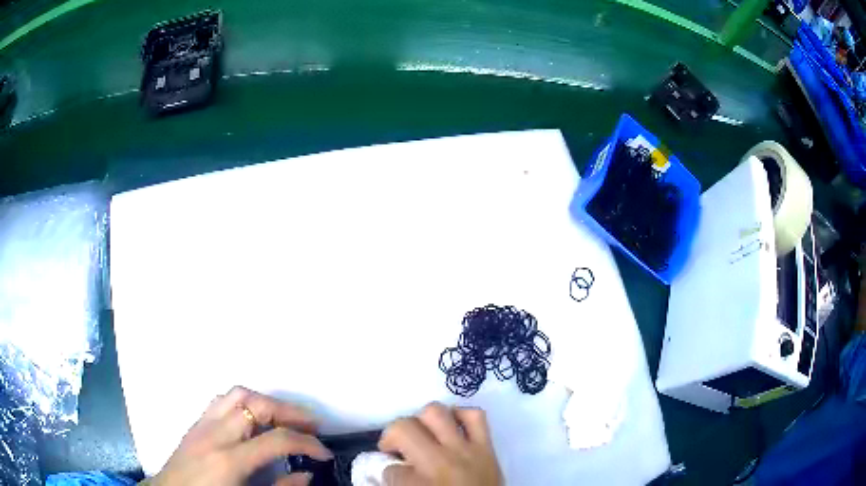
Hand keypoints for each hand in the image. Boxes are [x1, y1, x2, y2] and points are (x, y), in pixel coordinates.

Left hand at [151, 386, 332, 485]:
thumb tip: (306, 473)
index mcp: (229, 460)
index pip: (276, 440)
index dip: (307, 444)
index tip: (325, 453)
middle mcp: (215, 434)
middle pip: (256, 405)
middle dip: (290, 412)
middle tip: (311, 425)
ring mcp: (203, 424)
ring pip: (238, 394)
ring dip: (267, 401)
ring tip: (285, 417)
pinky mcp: (196, 422)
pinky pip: (222, 400)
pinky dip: (244, 402)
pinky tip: (253, 417)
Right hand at [378, 403, 502, 485]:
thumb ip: (400, 484)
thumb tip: (391, 468)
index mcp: (421, 484)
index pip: (390, 468)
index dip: (386, 471)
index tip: (391, 473)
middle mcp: (441, 461)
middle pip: (405, 428)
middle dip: (393, 435)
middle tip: (396, 449)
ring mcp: (466, 450)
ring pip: (435, 412)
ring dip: (422, 421)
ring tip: (422, 434)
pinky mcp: (487, 448)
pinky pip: (475, 416)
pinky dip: (460, 415)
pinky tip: (452, 426)